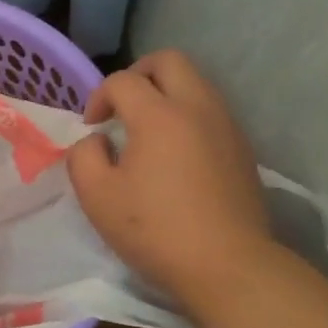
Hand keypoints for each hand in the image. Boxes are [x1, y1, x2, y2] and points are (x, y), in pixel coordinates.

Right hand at [67, 50, 271, 304]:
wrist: (228, 266)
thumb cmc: (156, 230)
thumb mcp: (97, 197)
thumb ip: (84, 157)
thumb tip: (97, 142)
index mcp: (159, 115)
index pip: (122, 80)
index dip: (98, 98)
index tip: (92, 128)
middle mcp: (197, 107)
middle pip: (169, 61)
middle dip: (138, 74)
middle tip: (122, 106)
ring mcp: (226, 125)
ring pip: (195, 82)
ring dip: (166, 93)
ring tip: (147, 129)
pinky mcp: (242, 148)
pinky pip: (210, 110)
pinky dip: (187, 114)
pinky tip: (175, 152)